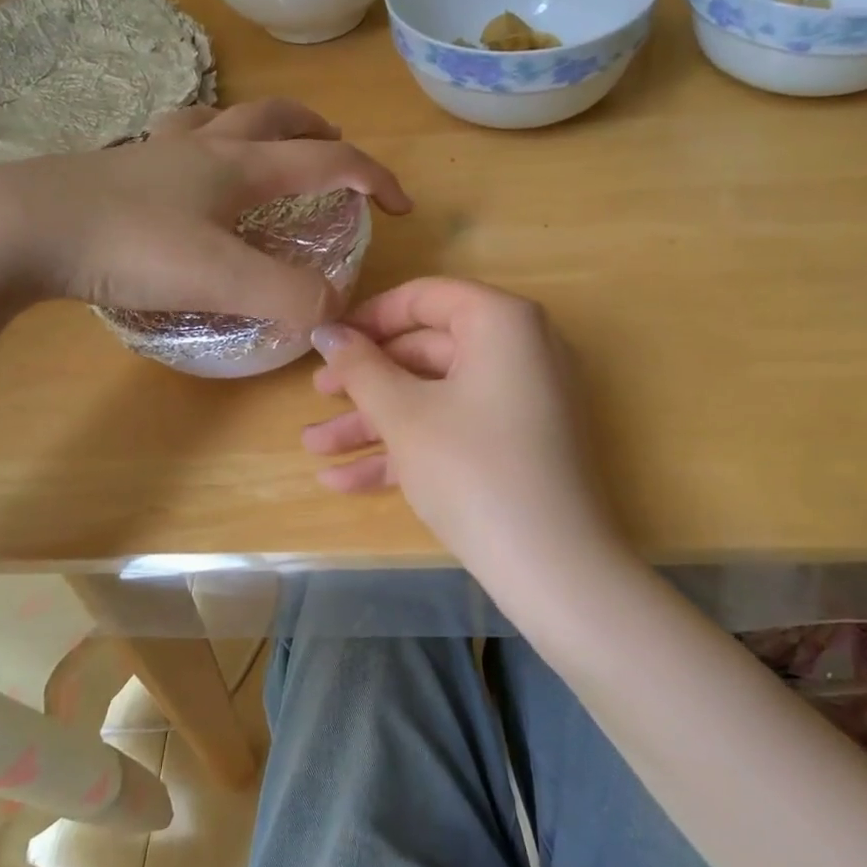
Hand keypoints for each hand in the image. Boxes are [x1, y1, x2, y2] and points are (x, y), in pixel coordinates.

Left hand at [0, 100, 410, 323]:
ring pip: (223, 118)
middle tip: (338, 153)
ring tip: (269, 150)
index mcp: (240, 165)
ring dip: (259, 126)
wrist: (19, 227)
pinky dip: (201, 142)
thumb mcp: (222, 279)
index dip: (374, 178)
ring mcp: (157, 151)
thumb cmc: (129, 245)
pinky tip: (190, 169)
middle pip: (276, 117)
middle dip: (318, 132)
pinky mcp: (119, 167)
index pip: (328, 160)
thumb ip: (288, 296)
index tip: (401, 204)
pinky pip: (175, 138)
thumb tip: (336, 313)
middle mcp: (205, 145)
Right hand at [303, 278, 619, 572]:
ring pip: (436, 397)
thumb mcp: (405, 415)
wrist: (553, 569)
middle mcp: (520, 350)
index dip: (369, 318)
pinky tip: (345, 481)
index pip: (426, 297)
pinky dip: (408, 449)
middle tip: (317, 398)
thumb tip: (327, 332)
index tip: (327, 342)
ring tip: (313, 449)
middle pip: (427, 351)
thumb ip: (360, 367)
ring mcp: (522, 401)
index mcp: (502, 322)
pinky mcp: (519, 445)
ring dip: (375, 423)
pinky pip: (457, 430)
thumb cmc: (473, 469)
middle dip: (365, 382)